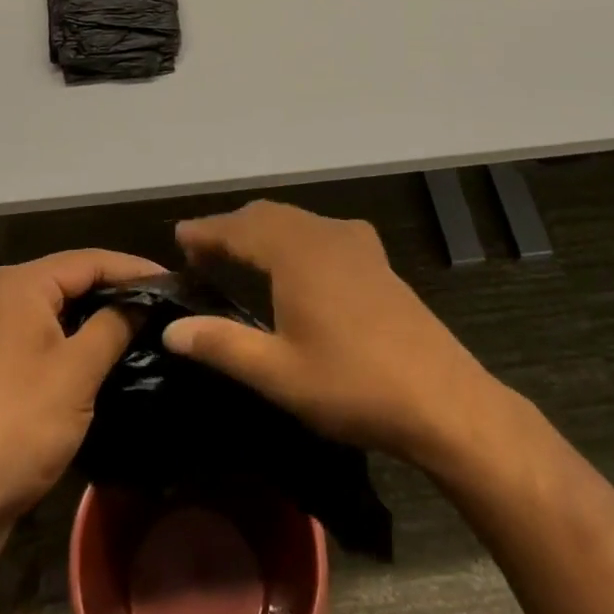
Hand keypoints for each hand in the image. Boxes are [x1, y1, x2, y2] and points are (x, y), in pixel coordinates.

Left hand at [0, 249, 158, 558]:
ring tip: (144, 321)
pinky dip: (76, 334)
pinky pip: (46, 330)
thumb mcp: (78, 371)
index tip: (174, 282)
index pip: (89, 260)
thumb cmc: (20, 424)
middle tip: (163, 301)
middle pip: (73, 277)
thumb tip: (144, 303)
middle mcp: (4, 293)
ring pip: (60, 306)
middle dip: (117, 288)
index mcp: (21, 284)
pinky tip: (105, 348)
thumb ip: (114, 325)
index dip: (134, 269)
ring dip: (98, 313)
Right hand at [162, 201, 497, 465]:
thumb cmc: (352, 384)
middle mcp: (322, 233)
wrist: (442, 398)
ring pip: (295, 219)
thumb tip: (171, 329)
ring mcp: (354, 242)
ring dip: (262, 229)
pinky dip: (294, 235)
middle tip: (201, 248)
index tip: (178, 236)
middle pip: (266, 215)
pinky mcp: (376, 257)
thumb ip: (221, 345)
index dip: (205, 231)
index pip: (238, 228)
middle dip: (231, 227)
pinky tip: (298, 260)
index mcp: (295, 252)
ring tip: (239, 251)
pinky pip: (321, 230)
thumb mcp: (278, 373)